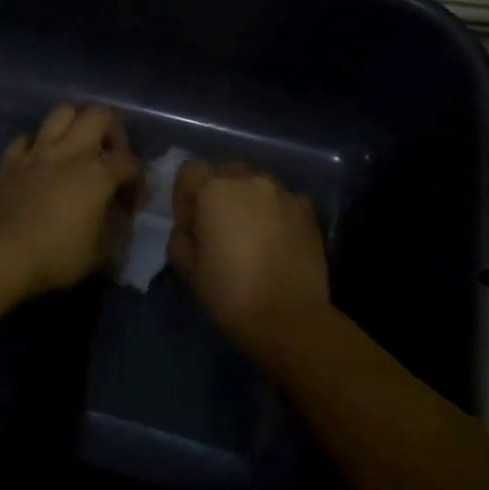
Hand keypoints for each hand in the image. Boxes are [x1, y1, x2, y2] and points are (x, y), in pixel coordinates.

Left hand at [0, 104, 140, 299]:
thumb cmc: (55, 257)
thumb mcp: (99, 254)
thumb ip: (114, 232)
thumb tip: (117, 223)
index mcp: (98, 173)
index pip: (130, 162)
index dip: (137, 181)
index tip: (129, 205)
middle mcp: (71, 152)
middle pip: (99, 114)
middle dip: (112, 130)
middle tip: (110, 156)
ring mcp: (38, 152)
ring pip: (62, 113)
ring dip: (75, 125)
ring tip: (77, 148)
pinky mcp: (10, 161)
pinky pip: (26, 138)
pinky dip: (36, 145)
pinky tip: (39, 162)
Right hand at [168, 161, 331, 353]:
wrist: (289, 317)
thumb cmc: (229, 293)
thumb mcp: (187, 269)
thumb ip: (180, 237)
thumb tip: (191, 228)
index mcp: (214, 190)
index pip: (190, 172)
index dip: (185, 196)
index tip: (191, 224)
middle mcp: (249, 180)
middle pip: (226, 173)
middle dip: (219, 194)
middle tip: (220, 229)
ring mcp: (283, 192)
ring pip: (257, 185)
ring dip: (249, 201)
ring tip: (253, 235)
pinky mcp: (308, 209)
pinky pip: (283, 201)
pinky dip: (276, 213)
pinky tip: (278, 241)